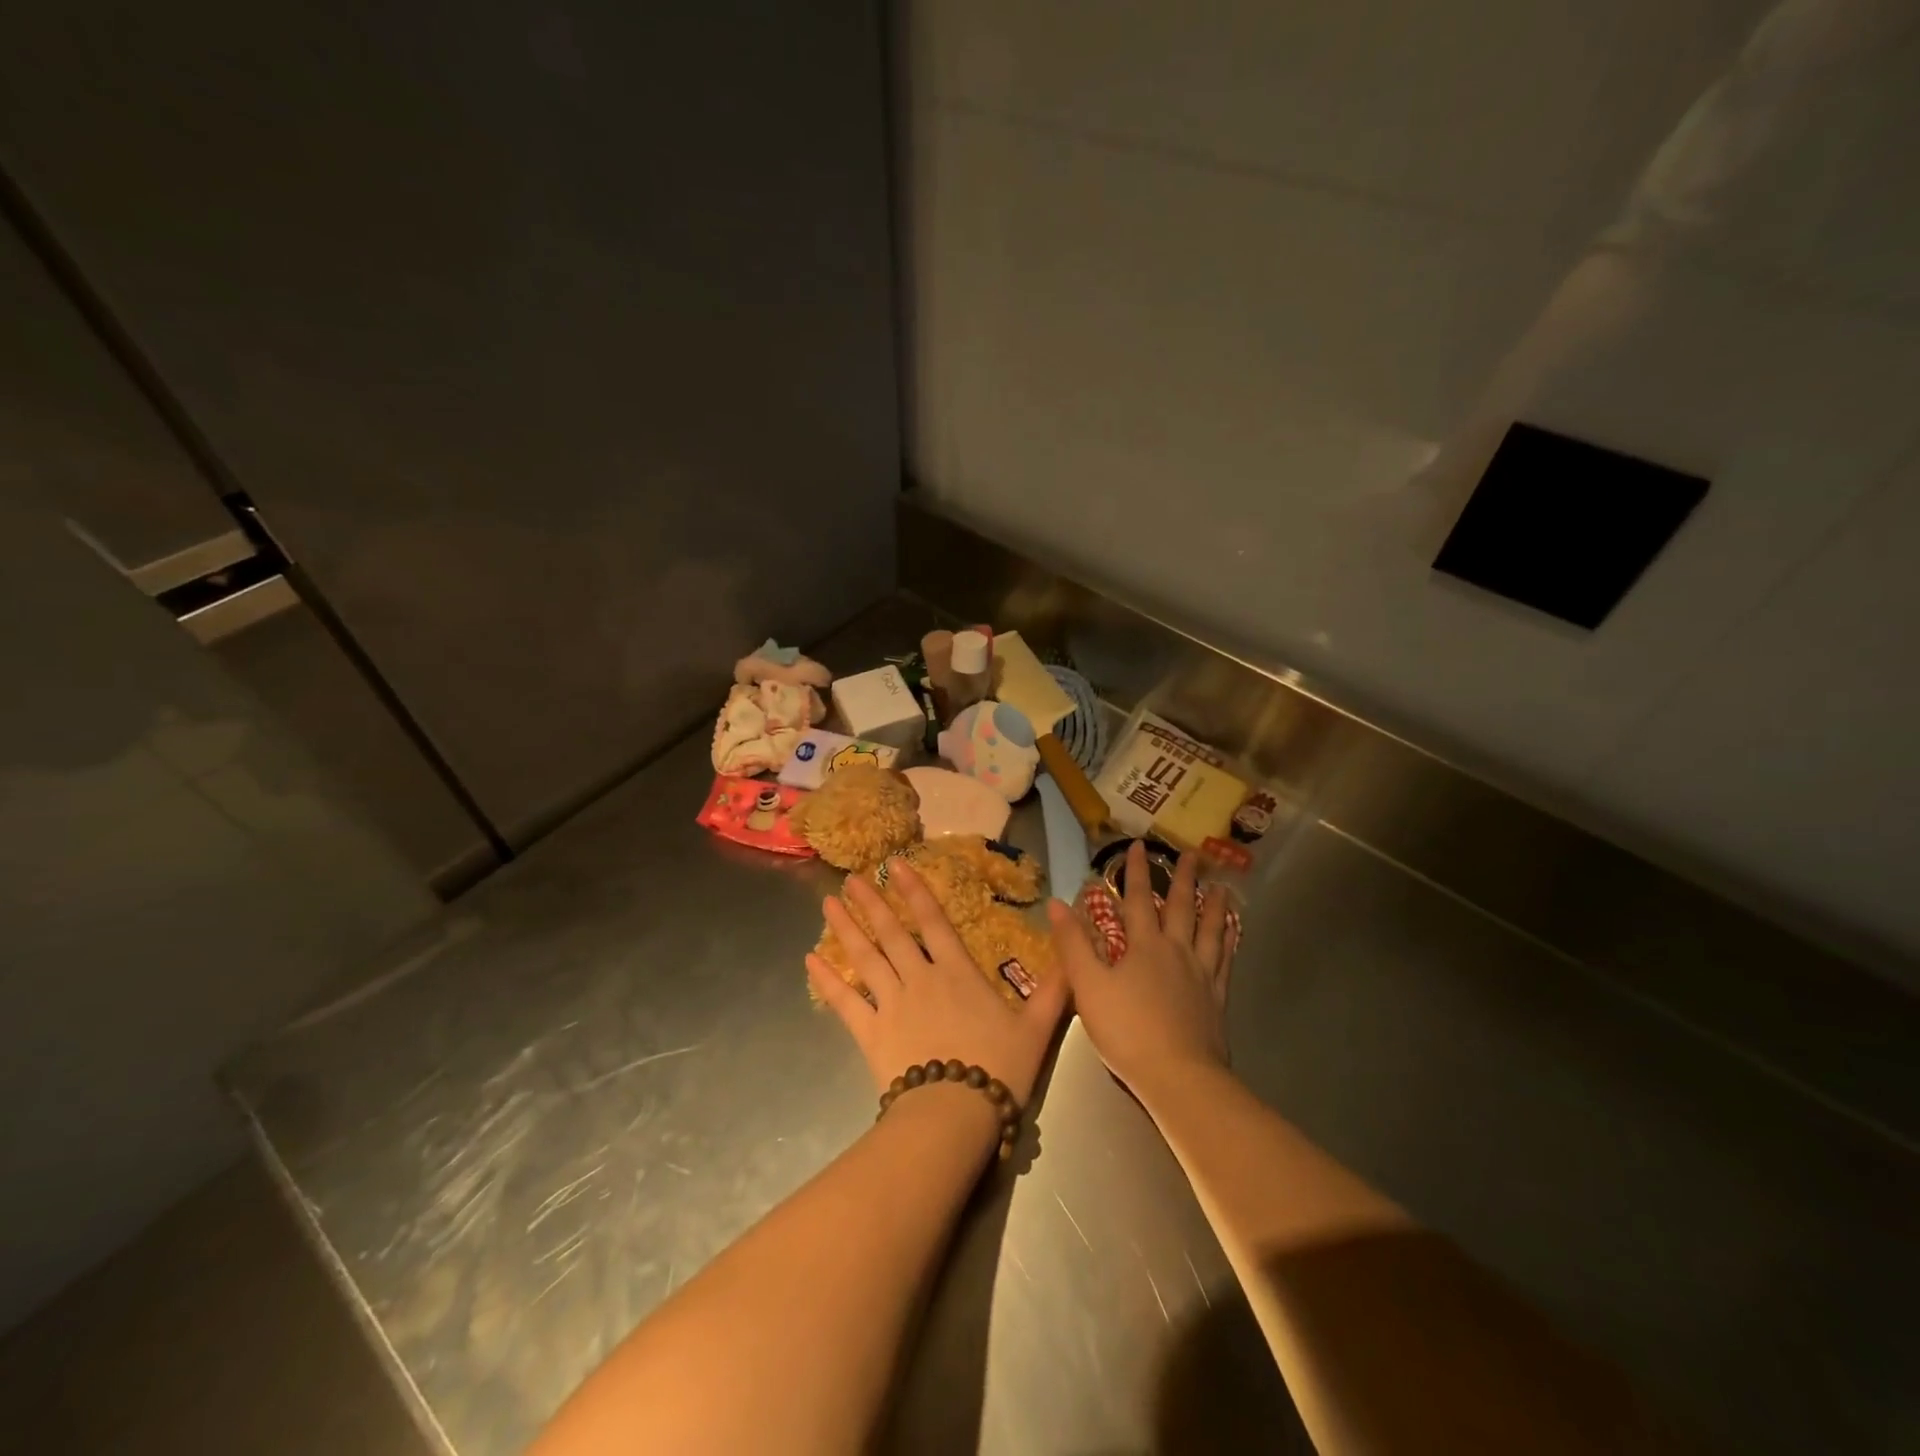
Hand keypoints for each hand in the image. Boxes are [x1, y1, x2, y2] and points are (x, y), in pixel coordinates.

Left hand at [808, 863, 1068, 1105]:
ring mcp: (892, 1003)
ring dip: (846, 929)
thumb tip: (1073, 959)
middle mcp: (920, 978)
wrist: (956, 1113)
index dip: (914, 890)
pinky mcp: (870, 1032)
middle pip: (892, 933)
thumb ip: (1054, 991)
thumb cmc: (998, 1067)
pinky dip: (827, 981)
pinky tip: (810, 961)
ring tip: (828, 904)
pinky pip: (845, 1002)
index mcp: (957, 972)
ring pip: (865, 958)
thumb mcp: (1036, 1028)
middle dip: (871, 903)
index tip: (894, 865)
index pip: (933, 921)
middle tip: (851, 877)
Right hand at [1048, 841, 1237, 1095]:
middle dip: (1183, 879)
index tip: (1140, 845)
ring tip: (1222, 887)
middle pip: (1180, 907)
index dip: (1136, 871)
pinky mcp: (1217, 999)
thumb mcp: (1088, 986)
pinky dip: (1229, 942)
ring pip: (1210, 930)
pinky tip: (1233, 935)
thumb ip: (1073, 944)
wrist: (1178, 1076)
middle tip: (1194, 853)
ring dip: (1214, 905)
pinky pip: (1225, 961)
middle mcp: (1176, 951)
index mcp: (1144, 946)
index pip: (1138, 899)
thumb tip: (1057, 903)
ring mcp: (1201, 974)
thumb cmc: (1127, 1029)